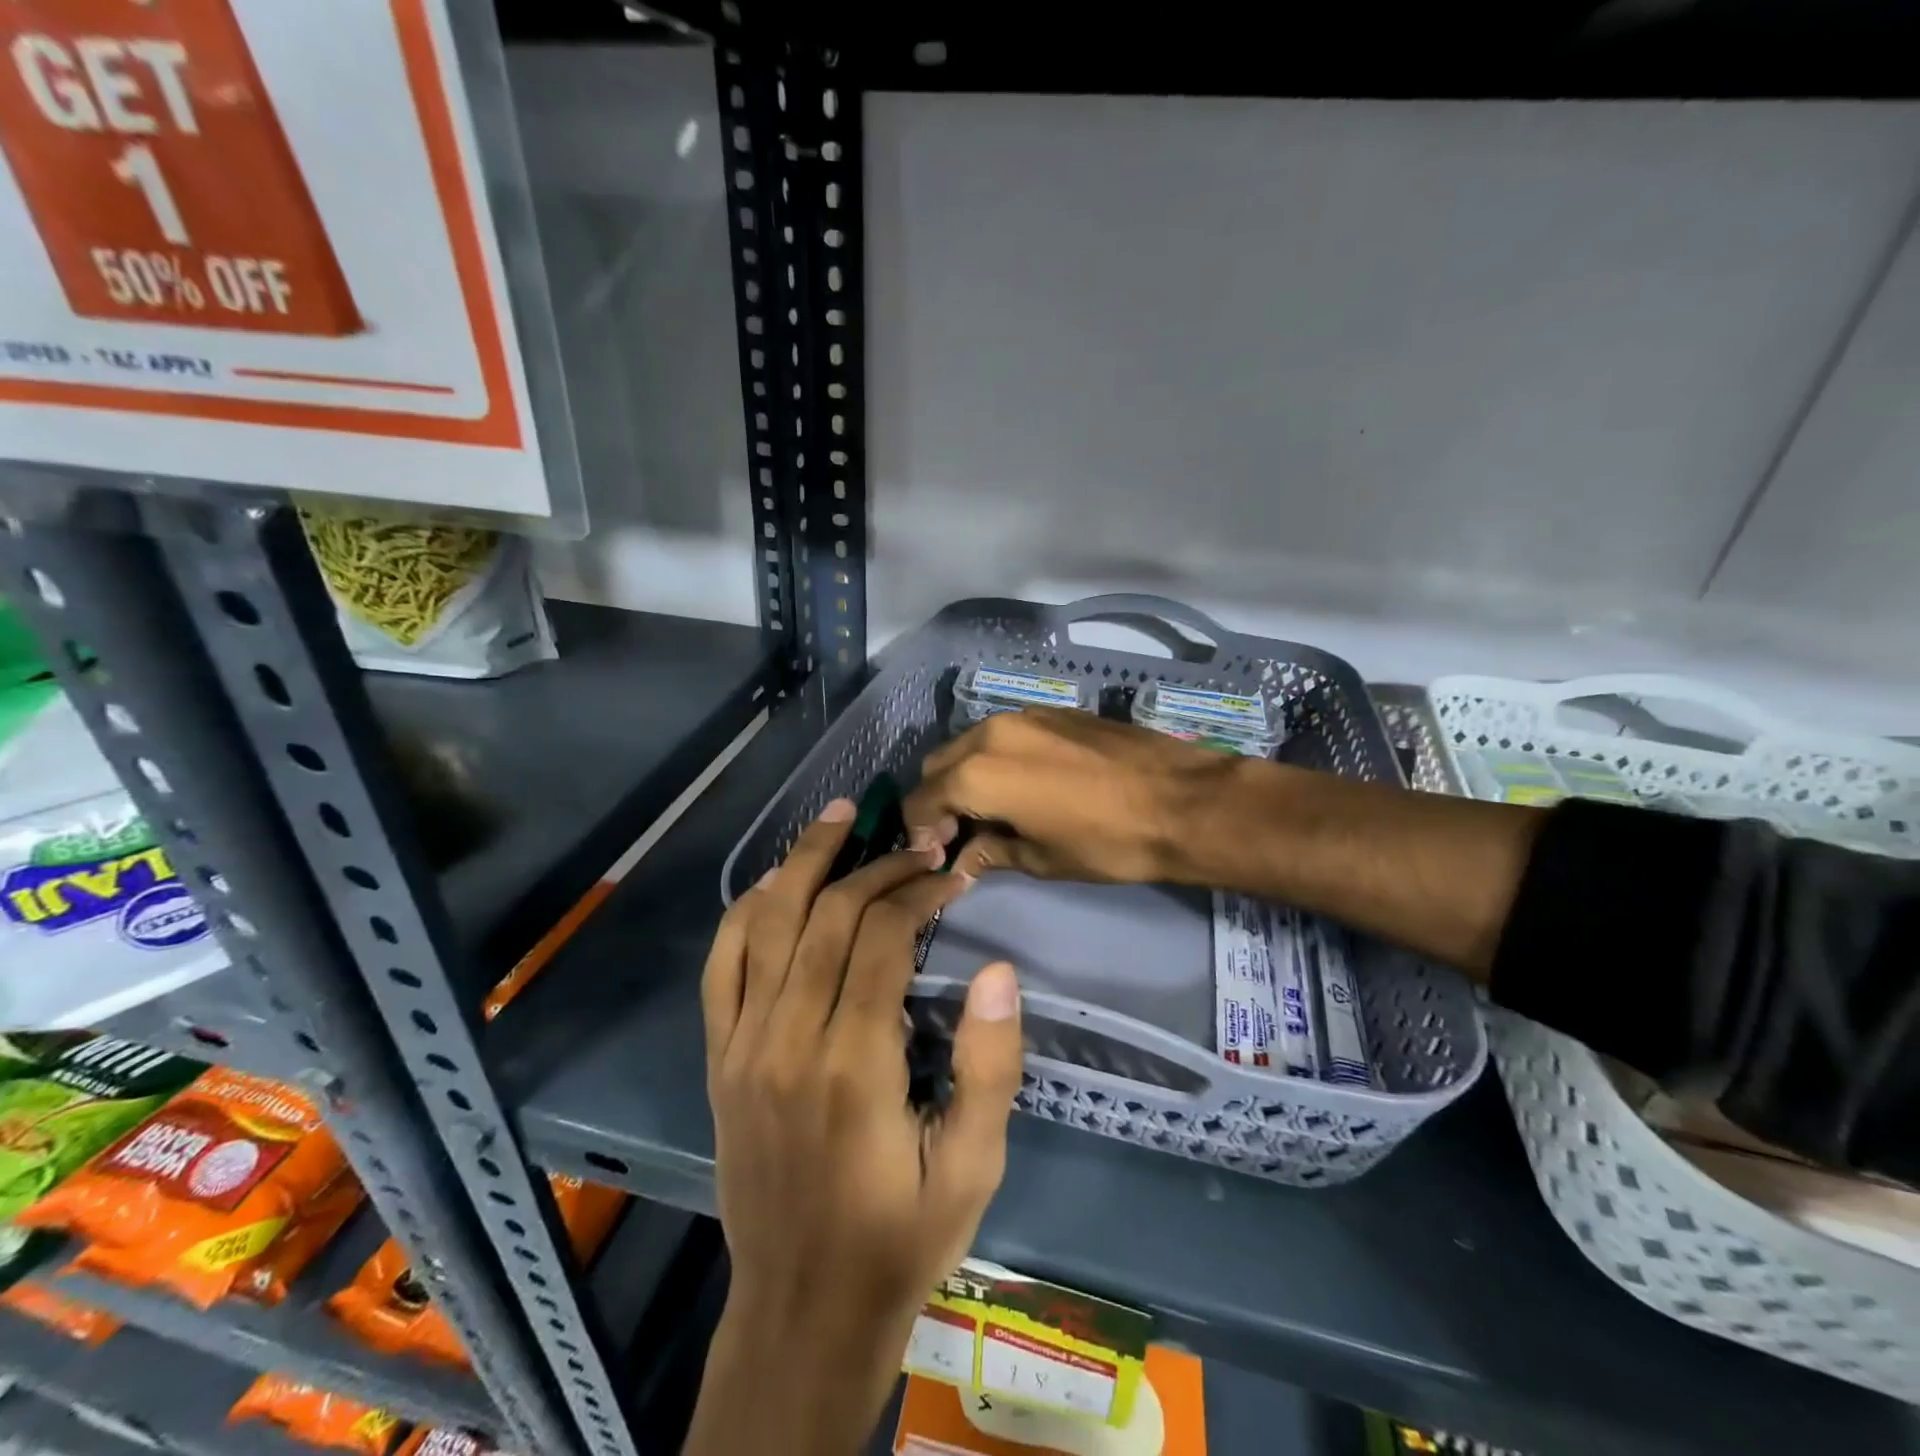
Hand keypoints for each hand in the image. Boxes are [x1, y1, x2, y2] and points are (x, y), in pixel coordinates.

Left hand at [688, 797, 1024, 1455]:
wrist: (802, 1311)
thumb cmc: (901, 1237)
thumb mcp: (974, 1166)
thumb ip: (989, 1066)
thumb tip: (1001, 972)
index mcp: (853, 1066)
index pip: (881, 937)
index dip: (918, 891)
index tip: (951, 874)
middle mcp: (787, 1040)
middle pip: (827, 916)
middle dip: (875, 866)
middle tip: (916, 842)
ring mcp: (742, 1044)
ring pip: (767, 923)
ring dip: (803, 861)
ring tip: (840, 817)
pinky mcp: (719, 1056)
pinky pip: (721, 964)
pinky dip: (745, 911)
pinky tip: (773, 881)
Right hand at [904, 707, 1236, 883]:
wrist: (1183, 801)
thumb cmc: (1107, 842)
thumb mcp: (1041, 859)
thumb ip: (989, 853)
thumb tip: (961, 860)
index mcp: (978, 773)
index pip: (921, 800)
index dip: (919, 833)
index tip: (936, 857)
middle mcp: (989, 733)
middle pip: (938, 765)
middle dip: (938, 801)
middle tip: (959, 836)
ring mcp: (1023, 715)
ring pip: (969, 744)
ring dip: (965, 777)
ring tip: (991, 811)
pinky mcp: (1053, 710)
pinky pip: (1004, 734)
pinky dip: (996, 759)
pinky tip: (1024, 785)